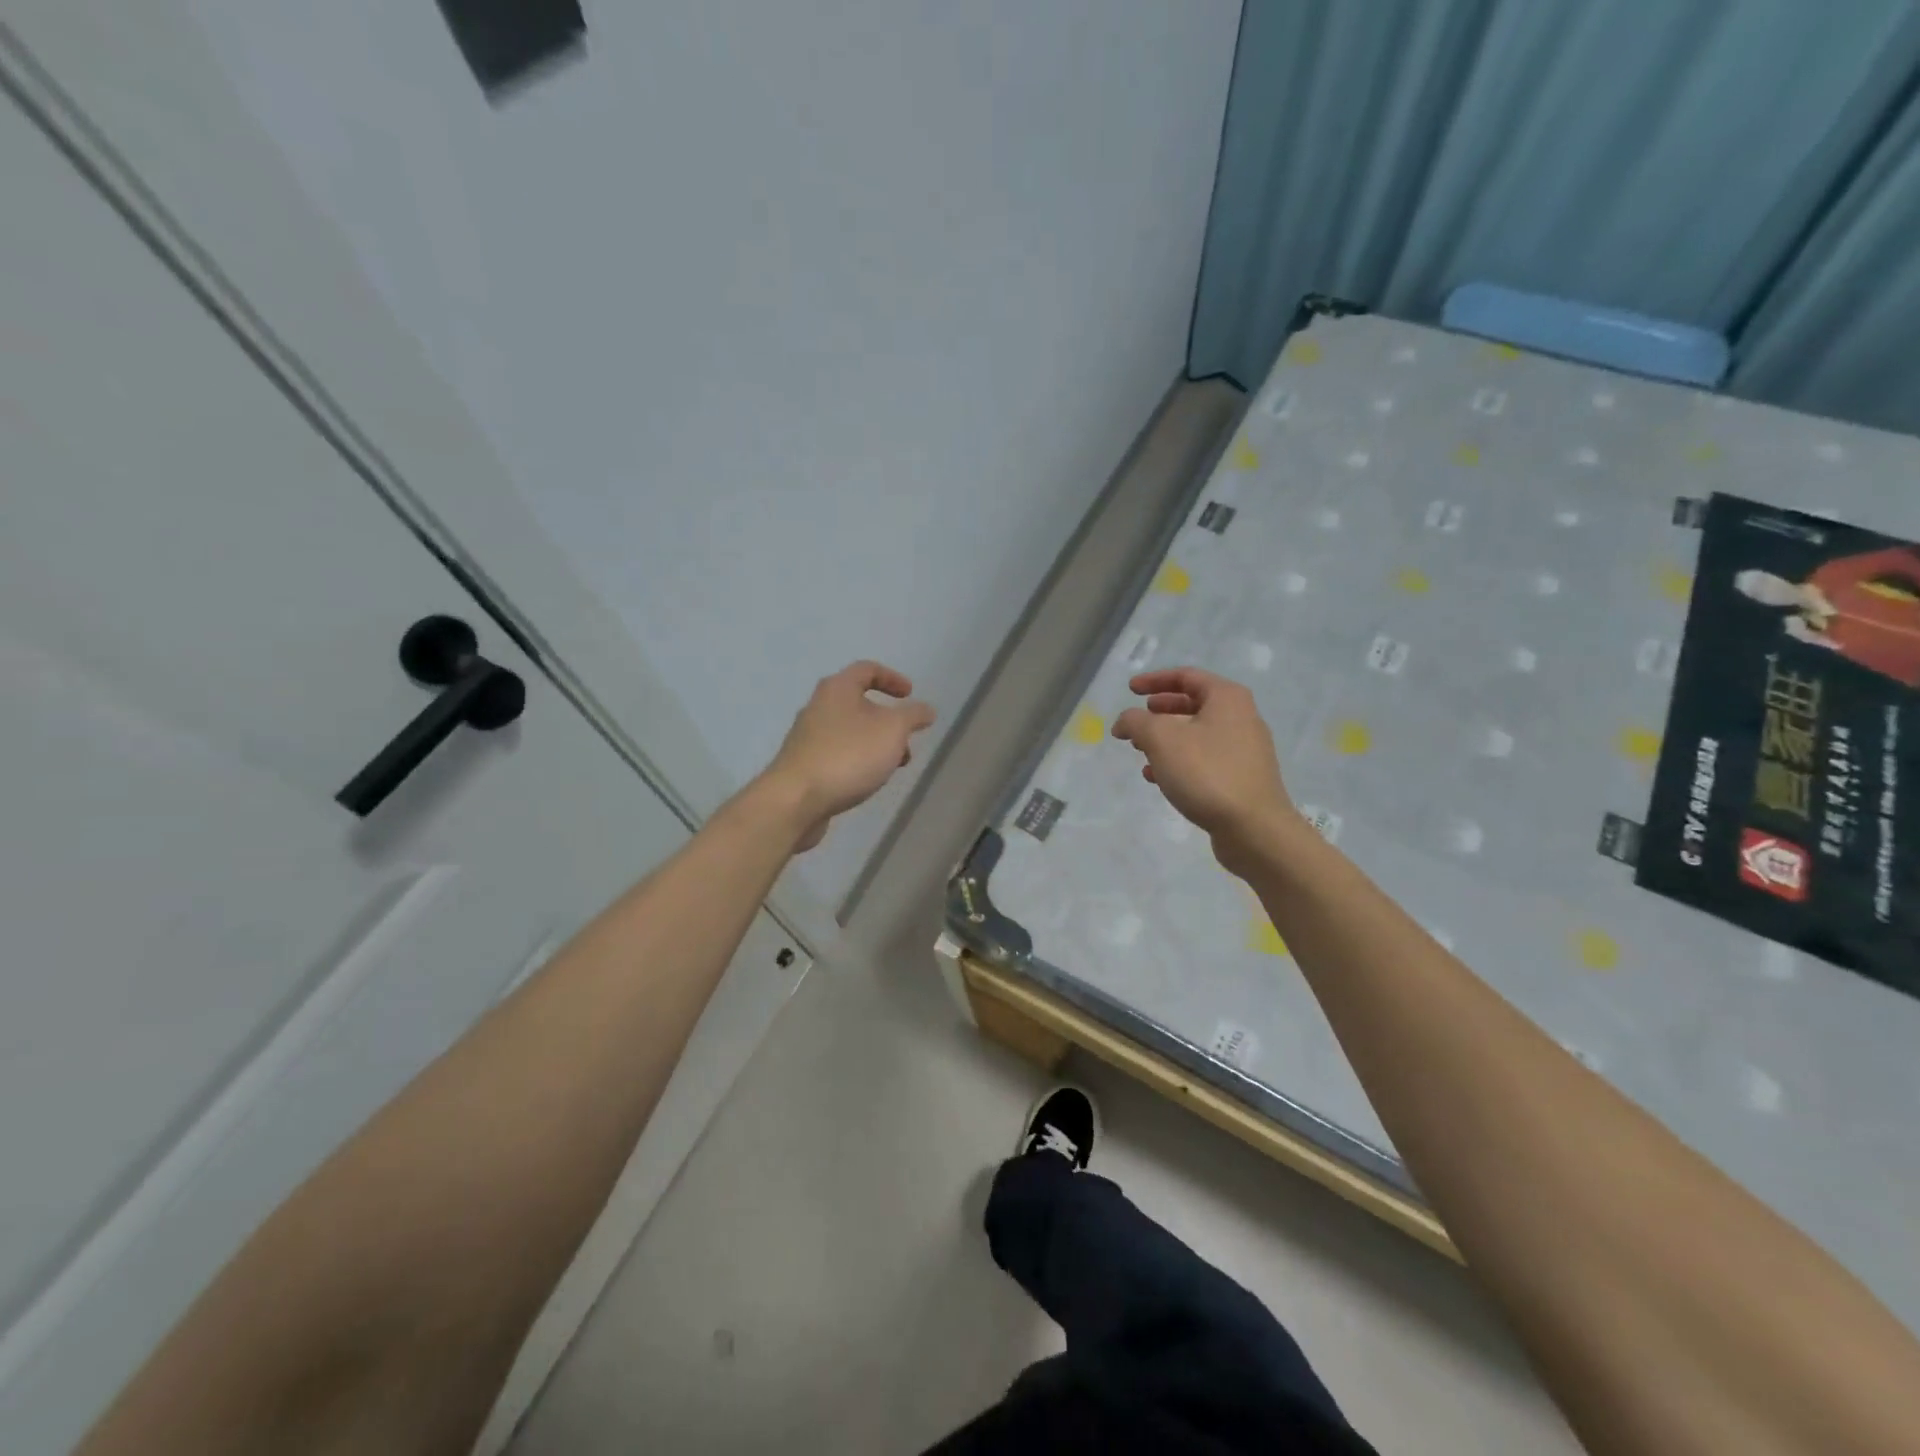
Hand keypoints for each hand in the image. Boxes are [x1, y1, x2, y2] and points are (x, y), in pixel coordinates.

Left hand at [763, 661, 934, 850]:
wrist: (796, 800)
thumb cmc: (848, 755)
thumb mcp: (892, 730)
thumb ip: (913, 716)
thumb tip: (926, 710)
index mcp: (837, 689)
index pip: (867, 669)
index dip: (892, 678)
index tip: (910, 695)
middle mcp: (818, 707)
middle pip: (858, 703)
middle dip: (888, 719)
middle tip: (907, 737)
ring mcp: (808, 737)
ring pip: (851, 731)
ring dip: (876, 743)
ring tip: (894, 766)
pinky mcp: (804, 764)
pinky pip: (839, 753)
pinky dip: (859, 760)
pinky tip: (869, 780)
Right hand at [1111, 667, 1302, 873]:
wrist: (1254, 828)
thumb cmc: (1207, 773)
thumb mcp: (1161, 739)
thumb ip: (1136, 722)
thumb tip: (1125, 721)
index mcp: (1227, 698)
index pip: (1187, 676)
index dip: (1154, 680)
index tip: (1130, 689)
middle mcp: (1241, 717)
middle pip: (1193, 704)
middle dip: (1160, 711)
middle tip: (1137, 721)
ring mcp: (1244, 749)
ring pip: (1197, 734)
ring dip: (1166, 739)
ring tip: (1140, 751)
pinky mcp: (1242, 777)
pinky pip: (1204, 759)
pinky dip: (1179, 761)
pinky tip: (1157, 778)